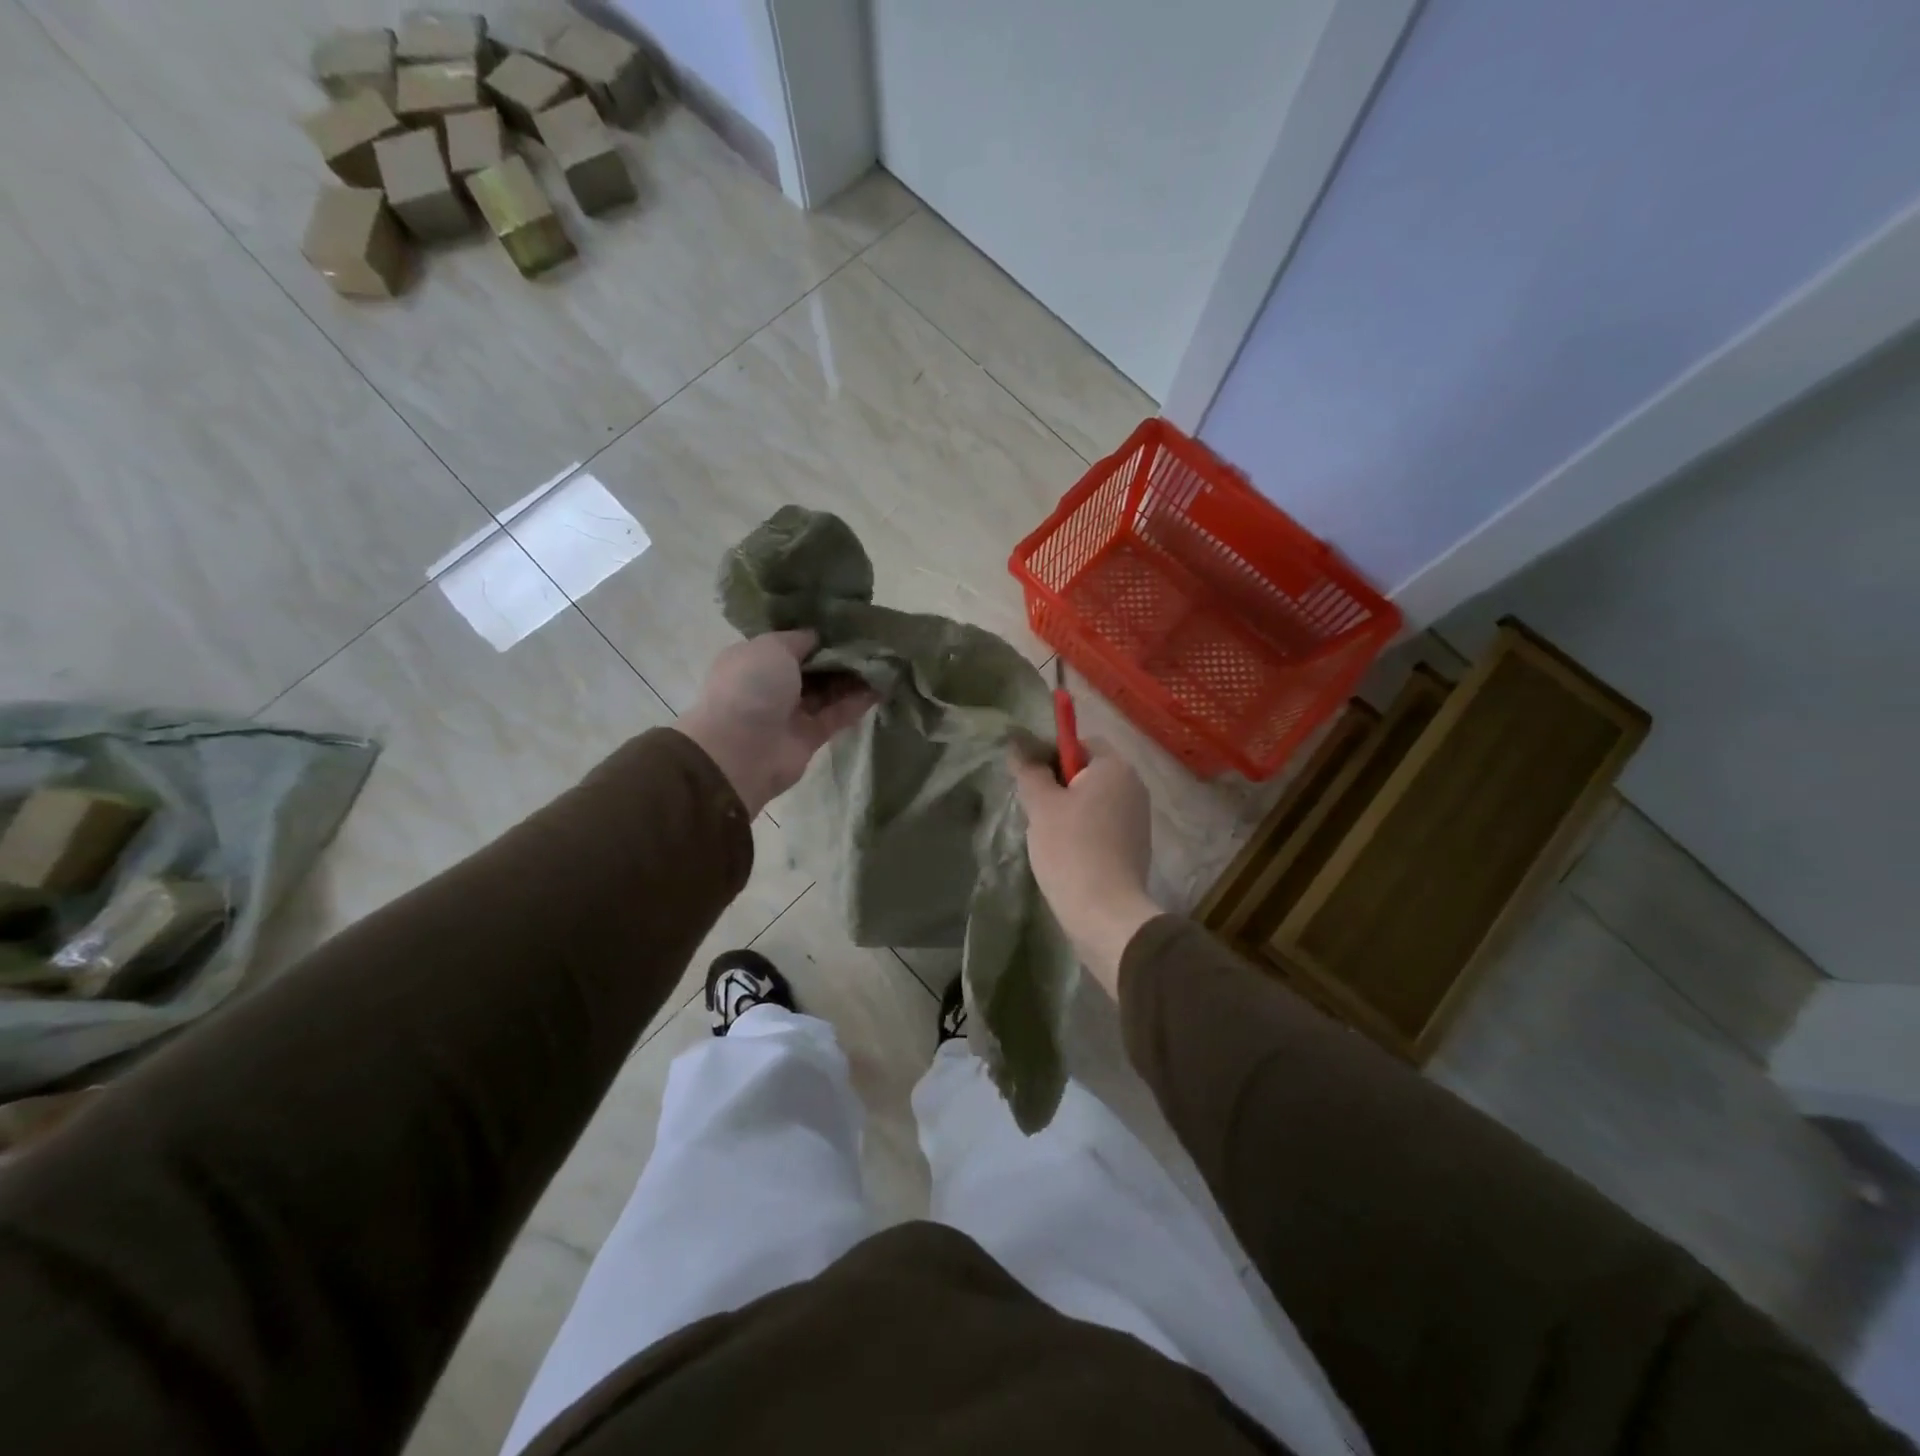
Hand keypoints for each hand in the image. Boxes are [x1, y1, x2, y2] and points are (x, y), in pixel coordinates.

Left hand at [678, 631, 875, 815]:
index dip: (818, 635)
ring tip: (884, 661)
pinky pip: (837, 714)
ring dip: (853, 678)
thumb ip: (800, 639)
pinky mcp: (810, 736)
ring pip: (828, 691)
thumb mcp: (772, 647)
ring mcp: (791, 712)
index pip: (790, 644)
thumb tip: (819, 636)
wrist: (740, 751)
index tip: (848, 625)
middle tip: (873, 642)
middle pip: (813, 668)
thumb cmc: (751, 687)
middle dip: (840, 656)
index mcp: (754, 659)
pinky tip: (881, 687)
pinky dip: (857, 702)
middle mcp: (771, 685)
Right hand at [1011, 740, 1160, 997]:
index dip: (1051, 752)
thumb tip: (1016, 741)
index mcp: (1116, 768)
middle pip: (1088, 771)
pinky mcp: (1135, 846)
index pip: (1081, 742)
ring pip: (1093, 800)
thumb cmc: (1071, 849)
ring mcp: (1138, 818)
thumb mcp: (1041, 805)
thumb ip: (1029, 769)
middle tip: (1034, 807)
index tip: (1030, 777)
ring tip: (1046, 834)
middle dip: (1058, 784)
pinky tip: (1065, 853)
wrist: (1106, 913)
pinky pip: (1103, 824)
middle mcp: (1134, 786)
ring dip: (1068, 809)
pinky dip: (1083, 830)